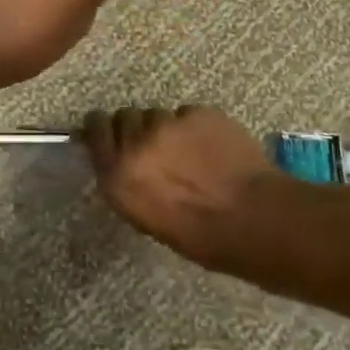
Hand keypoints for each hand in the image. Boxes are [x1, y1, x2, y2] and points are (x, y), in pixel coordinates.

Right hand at [82, 106, 275, 267]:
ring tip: (190, 151)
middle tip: (157, 147)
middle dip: (137, 128)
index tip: (112, 133)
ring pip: (158, 114)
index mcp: (118, 175)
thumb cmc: (200, 236)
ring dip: (168, 128)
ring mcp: (167, 124)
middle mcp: (135, 143)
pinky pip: (188, 114)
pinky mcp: (197, 113)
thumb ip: (127, 181)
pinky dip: (196, 127)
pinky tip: (213, 148)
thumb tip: (124, 162)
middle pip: (125, 116)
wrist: (254, 220)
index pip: (95, 129)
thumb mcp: (146, 217)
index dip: (103, 127)